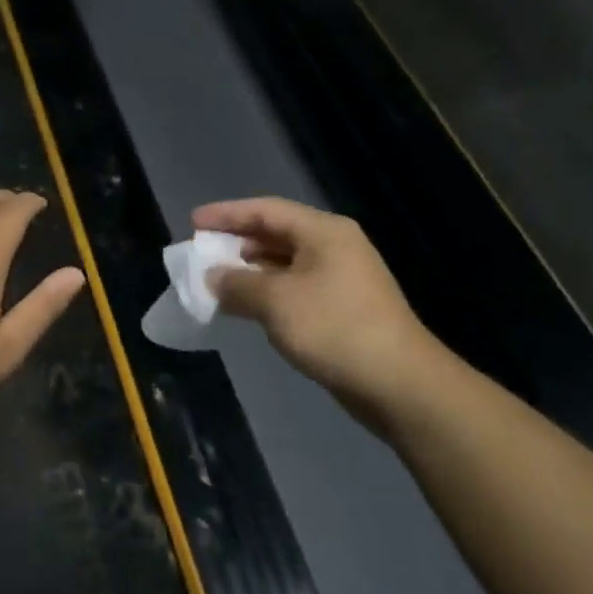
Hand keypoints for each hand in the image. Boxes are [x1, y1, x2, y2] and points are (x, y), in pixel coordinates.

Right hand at [193, 197, 456, 436]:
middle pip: (276, 233)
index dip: (226, 214)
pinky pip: (294, 287)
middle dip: (236, 241)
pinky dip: (267, 291)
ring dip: (250, 270)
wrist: (399, 383)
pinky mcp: (343, 307)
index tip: (193, 222)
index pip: (265, 210)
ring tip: (217, 279)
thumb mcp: (276, 302)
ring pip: (284, 263)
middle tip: (201, 252)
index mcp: (323, 232)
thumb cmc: (335, 329)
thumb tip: (212, 276)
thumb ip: (237, 284)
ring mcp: (341, 278)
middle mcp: (334, 247)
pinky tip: (246, 306)